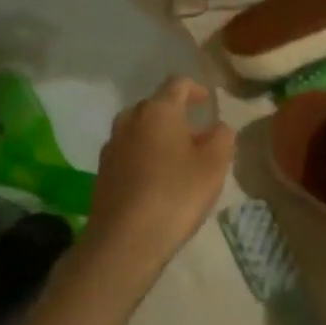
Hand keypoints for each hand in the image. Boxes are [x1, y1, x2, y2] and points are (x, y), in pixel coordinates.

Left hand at [85, 77, 234, 282]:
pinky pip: (128, 151)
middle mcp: (131, 118)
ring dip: (159, 136)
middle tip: (198, 137)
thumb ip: (222, 138)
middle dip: (177, 116)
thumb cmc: (175, 195)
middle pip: (156, 106)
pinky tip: (156, 181)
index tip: (208, 103)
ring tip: (178, 160)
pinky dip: (144, 156)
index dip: (196, 89)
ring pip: (140, 129)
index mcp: (159, 110)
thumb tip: (219, 127)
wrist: (124, 240)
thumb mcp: (214, 166)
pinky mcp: (103, 170)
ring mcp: (112, 144)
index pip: (178, 84)